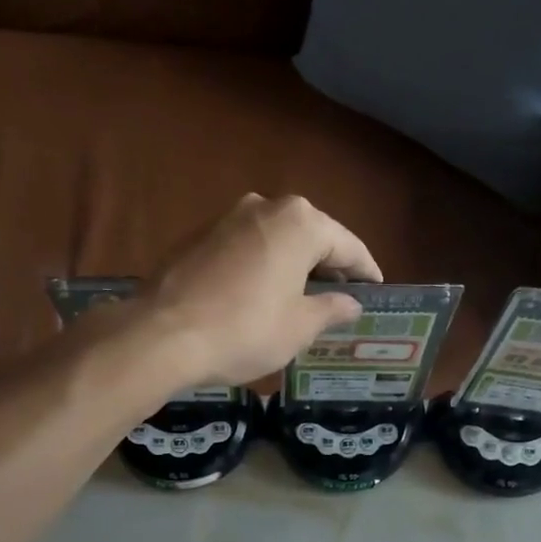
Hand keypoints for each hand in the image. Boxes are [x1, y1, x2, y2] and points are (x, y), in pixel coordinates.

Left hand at [144, 194, 383, 385]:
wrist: (163, 335)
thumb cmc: (246, 330)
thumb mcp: (300, 327)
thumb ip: (331, 309)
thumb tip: (350, 303)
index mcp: (300, 223)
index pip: (348, 245)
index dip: (366, 270)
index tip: (376, 289)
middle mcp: (266, 207)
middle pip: (311, 235)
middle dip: (329, 264)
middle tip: (342, 295)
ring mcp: (228, 217)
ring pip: (276, 239)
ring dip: (294, 263)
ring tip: (304, 296)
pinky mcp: (199, 235)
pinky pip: (247, 247)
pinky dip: (263, 265)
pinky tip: (263, 293)